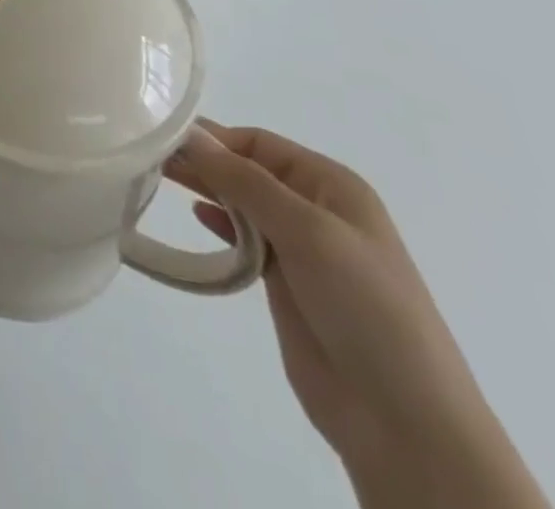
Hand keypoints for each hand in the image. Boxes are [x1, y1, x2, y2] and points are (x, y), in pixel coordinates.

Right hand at [172, 125, 547, 507]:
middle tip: (150, 156)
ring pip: (243, 203)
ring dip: (207, 189)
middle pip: (248, 170)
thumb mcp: (306, 231)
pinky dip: (220, 225)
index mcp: (332, 185)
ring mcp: (302, 249)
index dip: (213, 138)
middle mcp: (316, 209)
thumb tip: (189, 133)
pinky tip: (196, 217)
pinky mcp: (286, 285)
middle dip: (205, 161)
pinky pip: (245, 240)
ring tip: (159, 179)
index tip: (162, 137)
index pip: (259, 143)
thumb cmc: (365, 307)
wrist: (404, 421)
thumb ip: (244, 181)